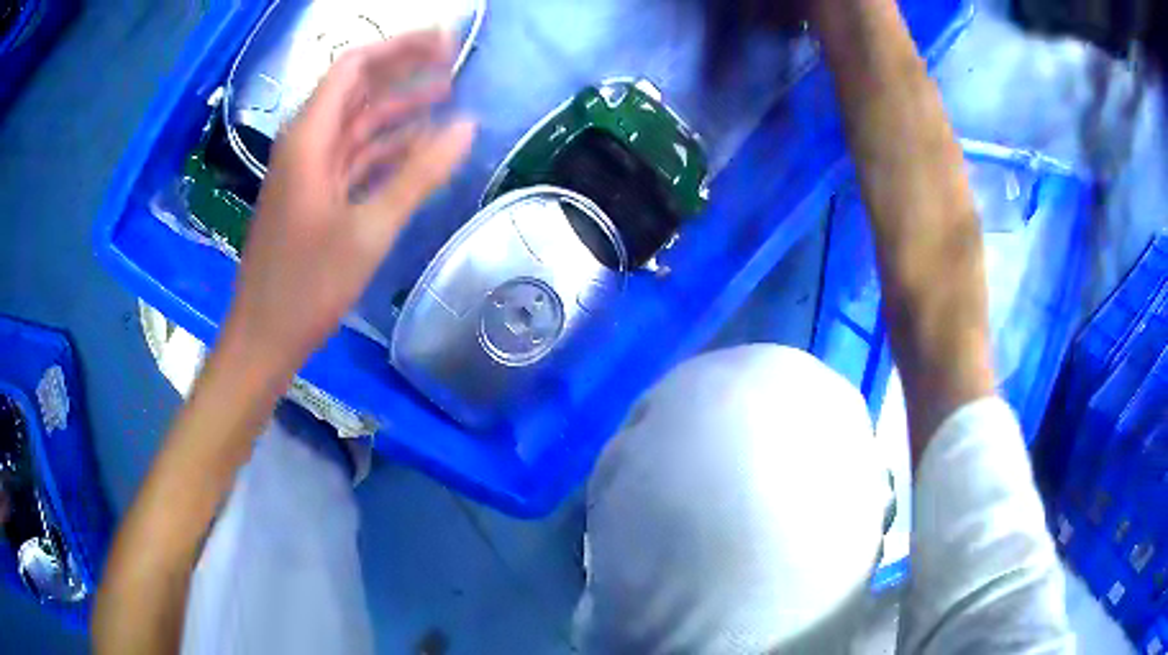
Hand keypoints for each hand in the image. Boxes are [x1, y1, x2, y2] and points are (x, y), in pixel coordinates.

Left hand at [222, 31, 476, 379]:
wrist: (265, 337)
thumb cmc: (308, 286)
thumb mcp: (369, 229)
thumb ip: (419, 173)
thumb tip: (468, 126)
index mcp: (309, 139)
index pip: (354, 68)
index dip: (400, 48)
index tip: (447, 42)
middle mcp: (306, 144)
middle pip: (357, 90)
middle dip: (404, 71)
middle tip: (455, 61)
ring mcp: (310, 171)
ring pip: (358, 124)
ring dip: (399, 108)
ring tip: (447, 95)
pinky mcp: (315, 196)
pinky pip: (354, 157)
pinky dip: (386, 147)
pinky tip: (418, 146)